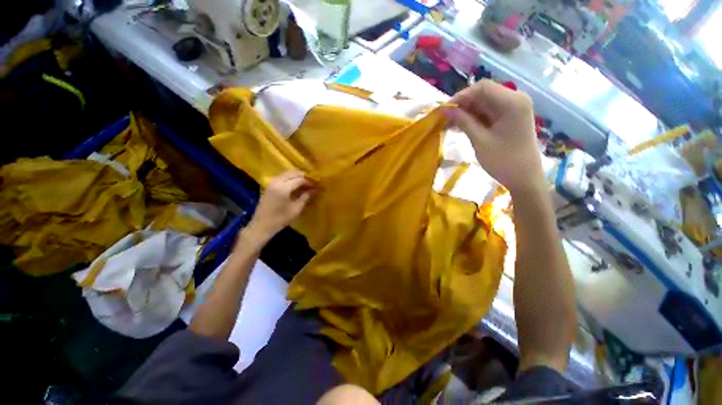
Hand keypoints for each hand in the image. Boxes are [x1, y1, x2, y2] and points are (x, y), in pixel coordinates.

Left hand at [245, 170, 315, 244]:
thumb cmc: (280, 219)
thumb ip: (306, 197)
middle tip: (313, 182)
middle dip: (304, 176)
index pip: (299, 179)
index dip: (310, 181)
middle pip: (292, 173)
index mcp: (283, 187)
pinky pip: (282, 177)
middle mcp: (276, 181)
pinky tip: (296, 185)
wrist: (261, 226)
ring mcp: (271, 183)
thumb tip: (316, 190)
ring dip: (297, 176)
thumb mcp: (296, 209)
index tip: (318, 184)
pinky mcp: (269, 186)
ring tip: (306, 183)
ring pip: (287, 174)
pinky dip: (290, 178)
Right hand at [450, 80, 544, 195]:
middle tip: (446, 120)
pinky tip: (462, 128)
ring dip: (467, 113)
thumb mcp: (479, 140)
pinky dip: (475, 118)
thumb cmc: (503, 160)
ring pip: (484, 103)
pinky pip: (489, 112)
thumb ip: (463, 121)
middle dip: (463, 105)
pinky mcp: (510, 117)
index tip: (444, 110)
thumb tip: (444, 109)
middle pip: (483, 94)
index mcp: (512, 102)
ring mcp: (514, 108)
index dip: (461, 96)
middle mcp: (515, 99)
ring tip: (451, 126)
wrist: (524, 178)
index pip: (482, 88)